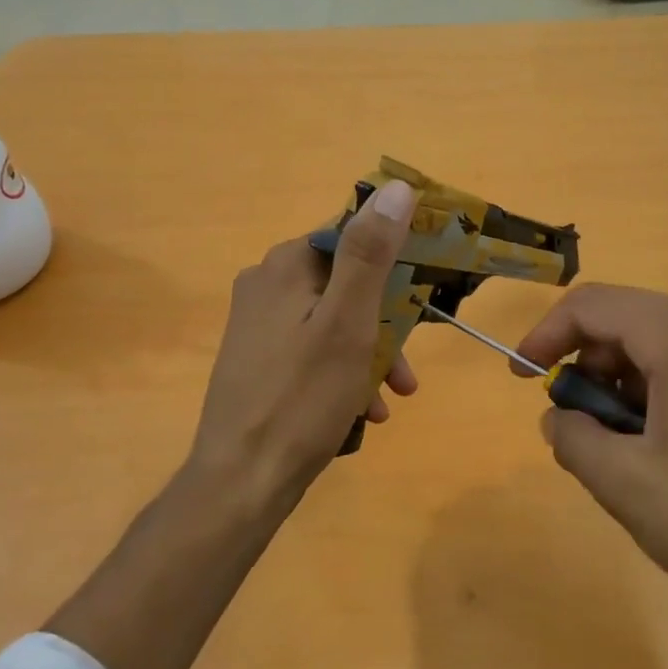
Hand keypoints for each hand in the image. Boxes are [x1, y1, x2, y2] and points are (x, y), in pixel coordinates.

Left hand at [188, 178, 419, 512]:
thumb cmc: (302, 398)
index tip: (425, 296)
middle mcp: (265, 285)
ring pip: (333, 323)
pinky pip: (313, 352)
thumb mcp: (348, 322)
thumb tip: (396, 188)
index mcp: (285, 265)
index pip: (352, 236)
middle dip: (385, 324)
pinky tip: (361, 413)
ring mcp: (258, 325)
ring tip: (391, 398)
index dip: (395, 261)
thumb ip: (370, 254)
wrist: (242, 481)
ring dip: (369, 355)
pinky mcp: (257, 361)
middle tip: (408, 371)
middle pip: (345, 285)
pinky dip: (342, 374)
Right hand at [515, 284, 667, 626]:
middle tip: (573, 416)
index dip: (547, 334)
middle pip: (629, 318)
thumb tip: (559, 417)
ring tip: (617, 440)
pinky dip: (657, 388)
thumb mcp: (624, 484)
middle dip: (585, 359)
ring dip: (621, 377)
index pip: (595, 305)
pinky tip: (661, 444)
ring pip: (661, 341)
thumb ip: (572, 437)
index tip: (523, 378)